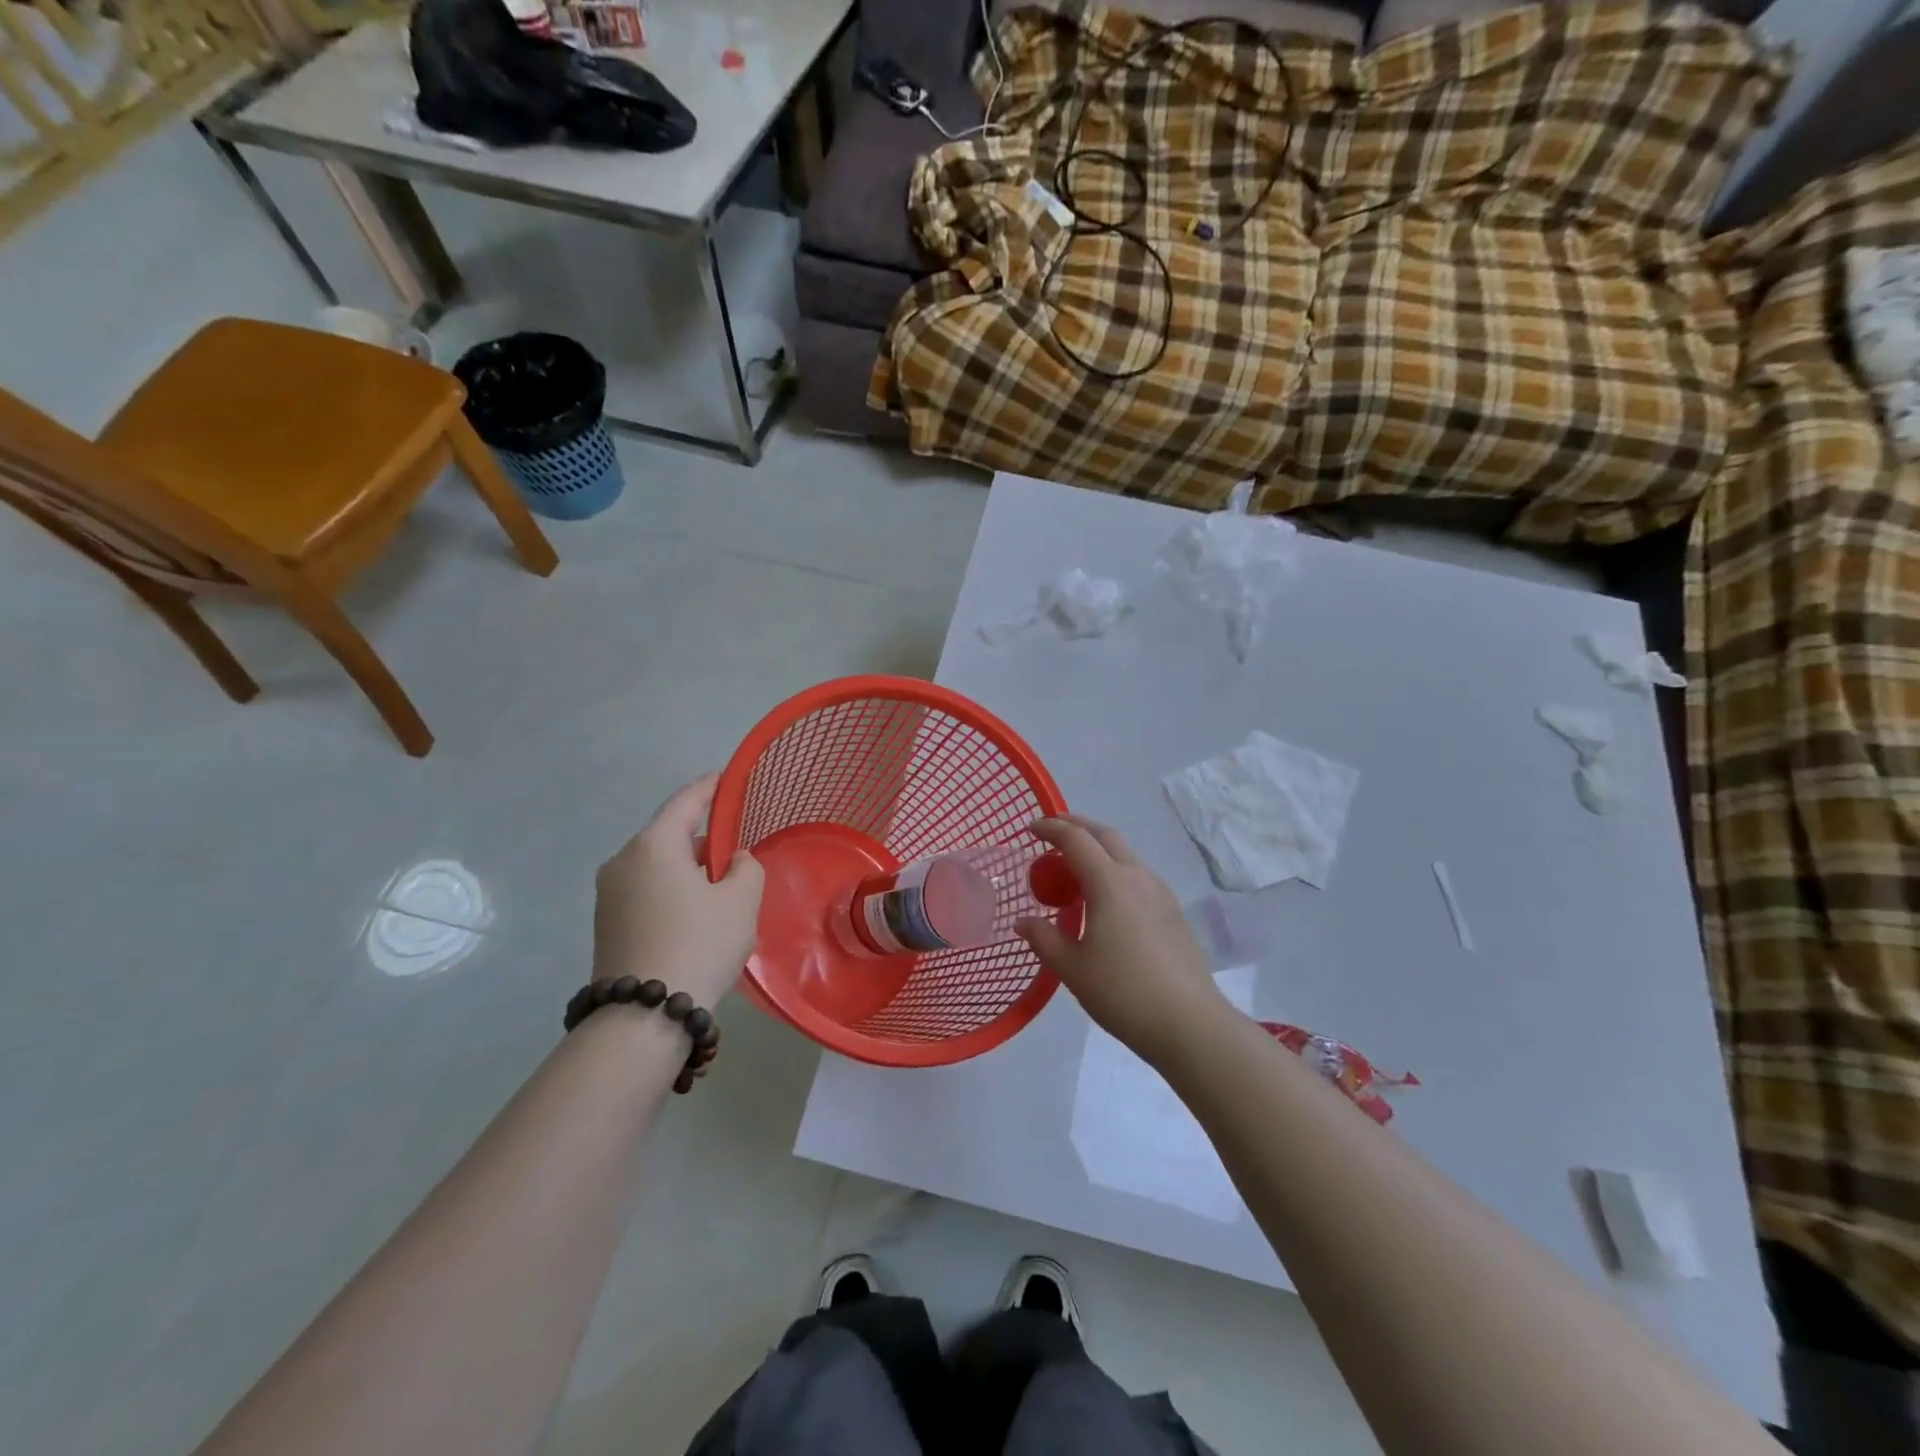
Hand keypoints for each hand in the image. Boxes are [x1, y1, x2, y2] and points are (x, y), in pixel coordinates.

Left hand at [593, 774, 762, 1009]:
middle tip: (734, 848)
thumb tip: (732, 861)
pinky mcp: (606, 924)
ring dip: (686, 868)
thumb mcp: (741, 901)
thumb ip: (745, 868)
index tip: (726, 779)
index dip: (709, 788)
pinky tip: (695, 913)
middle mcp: (622, 862)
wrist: (643, 1016)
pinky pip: (645, 891)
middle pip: (667, 835)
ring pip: (656, 866)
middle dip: (701, 838)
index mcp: (653, 846)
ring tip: (719, 886)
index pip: (685, 802)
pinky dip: (670, 890)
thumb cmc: (699, 944)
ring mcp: (608, 895)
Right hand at [1016, 815, 1223, 1064]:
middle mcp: (1137, 877)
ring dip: (1098, 849)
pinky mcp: (1173, 911)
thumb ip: (1044, 938)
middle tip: (1053, 833)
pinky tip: (1106, 899)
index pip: (1076, 839)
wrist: (1188, 1023)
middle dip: (1078, 826)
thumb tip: (1023, 921)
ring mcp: (1160, 892)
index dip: (1051, 828)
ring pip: (1126, 854)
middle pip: (1106, 835)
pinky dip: (1115, 871)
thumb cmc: (1122, 992)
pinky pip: (1138, 876)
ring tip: (1076, 870)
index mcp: (1109, 883)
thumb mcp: (1072, 968)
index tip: (1031, 828)